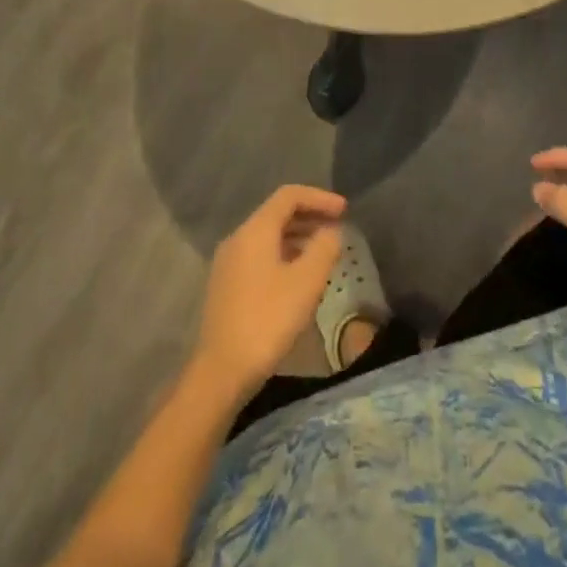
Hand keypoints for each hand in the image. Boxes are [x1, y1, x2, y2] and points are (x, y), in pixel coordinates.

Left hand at [193, 185, 346, 400]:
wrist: (222, 371)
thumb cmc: (268, 320)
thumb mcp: (306, 282)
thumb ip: (324, 248)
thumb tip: (332, 231)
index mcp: (255, 230)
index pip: (289, 196)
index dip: (320, 198)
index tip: (345, 211)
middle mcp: (238, 238)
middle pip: (277, 214)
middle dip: (310, 217)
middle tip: (338, 229)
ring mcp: (229, 263)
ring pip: (268, 237)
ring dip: (298, 237)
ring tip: (324, 253)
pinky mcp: (227, 286)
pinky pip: (260, 256)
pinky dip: (284, 255)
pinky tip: (299, 278)